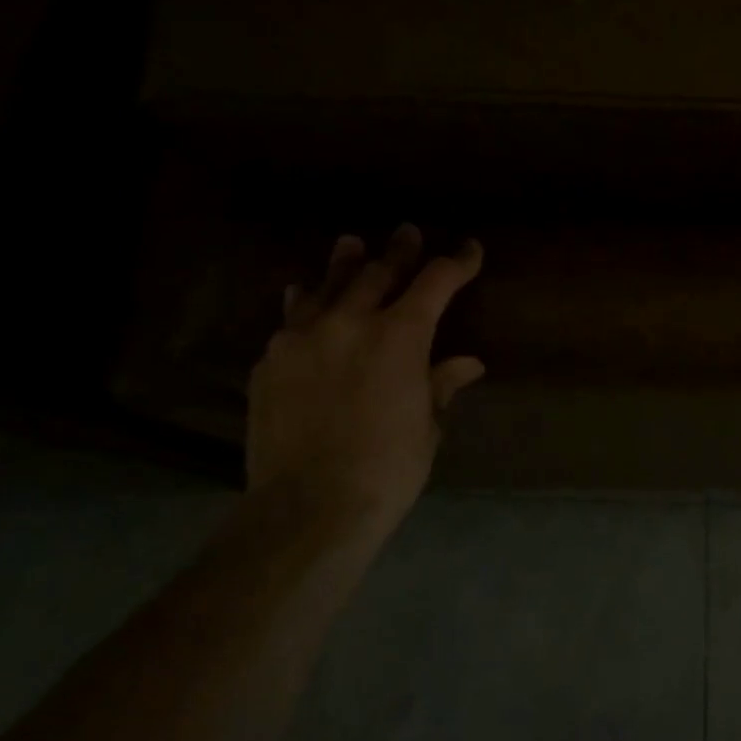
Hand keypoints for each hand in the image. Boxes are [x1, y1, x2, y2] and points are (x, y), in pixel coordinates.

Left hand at [247, 226, 484, 536]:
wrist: (308, 506)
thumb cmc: (387, 469)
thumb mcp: (427, 426)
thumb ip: (441, 384)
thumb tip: (467, 363)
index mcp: (400, 336)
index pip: (436, 282)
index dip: (457, 262)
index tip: (470, 250)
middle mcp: (350, 322)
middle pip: (378, 271)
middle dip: (399, 252)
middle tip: (408, 233)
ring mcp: (302, 338)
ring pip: (327, 285)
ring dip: (345, 263)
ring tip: (351, 244)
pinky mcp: (270, 361)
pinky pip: (291, 318)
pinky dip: (306, 302)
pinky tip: (305, 297)